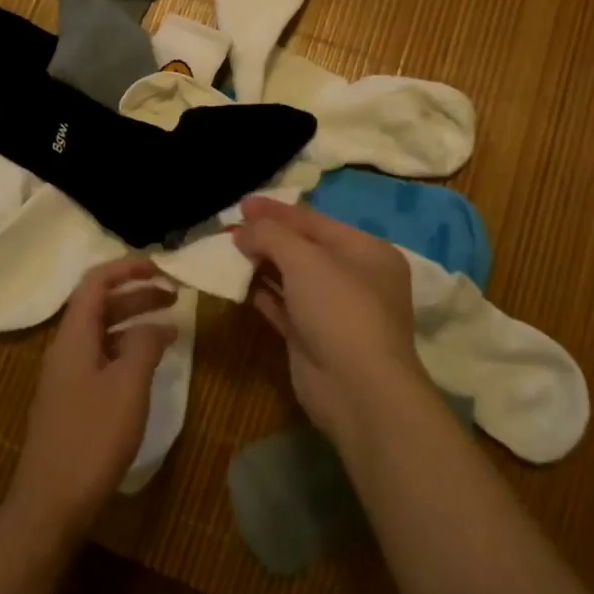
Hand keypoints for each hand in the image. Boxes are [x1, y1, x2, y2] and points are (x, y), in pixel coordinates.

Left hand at [5, 257, 175, 539]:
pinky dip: (127, 350)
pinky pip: (102, 358)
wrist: (50, 505)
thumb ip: (144, 345)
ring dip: (134, 322)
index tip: (162, 267)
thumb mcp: (128, 386)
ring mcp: (67, 376)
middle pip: (100, 304)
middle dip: (137, 293)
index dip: (127, 267)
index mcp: (74, 335)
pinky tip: (149, 366)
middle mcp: (66, 348)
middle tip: (175, 295)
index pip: (96, 281)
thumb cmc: (91, 438)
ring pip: (103, 333)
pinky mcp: (72, 402)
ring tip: (171, 328)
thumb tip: (157, 324)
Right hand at [232, 197, 426, 439]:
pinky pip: (284, 307)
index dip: (277, 211)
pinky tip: (237, 283)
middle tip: (231, 227)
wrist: (357, 390)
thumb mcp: (305, 258)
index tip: (243, 203)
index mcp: (367, 251)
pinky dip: (262, 294)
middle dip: (268, 237)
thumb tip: (243, 231)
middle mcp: (355, 278)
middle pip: (304, 248)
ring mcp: (334, 312)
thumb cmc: (339, 308)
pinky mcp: (313, 339)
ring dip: (262, 264)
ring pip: (292, 278)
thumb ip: (271, 235)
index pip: (315, 221)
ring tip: (227, 251)